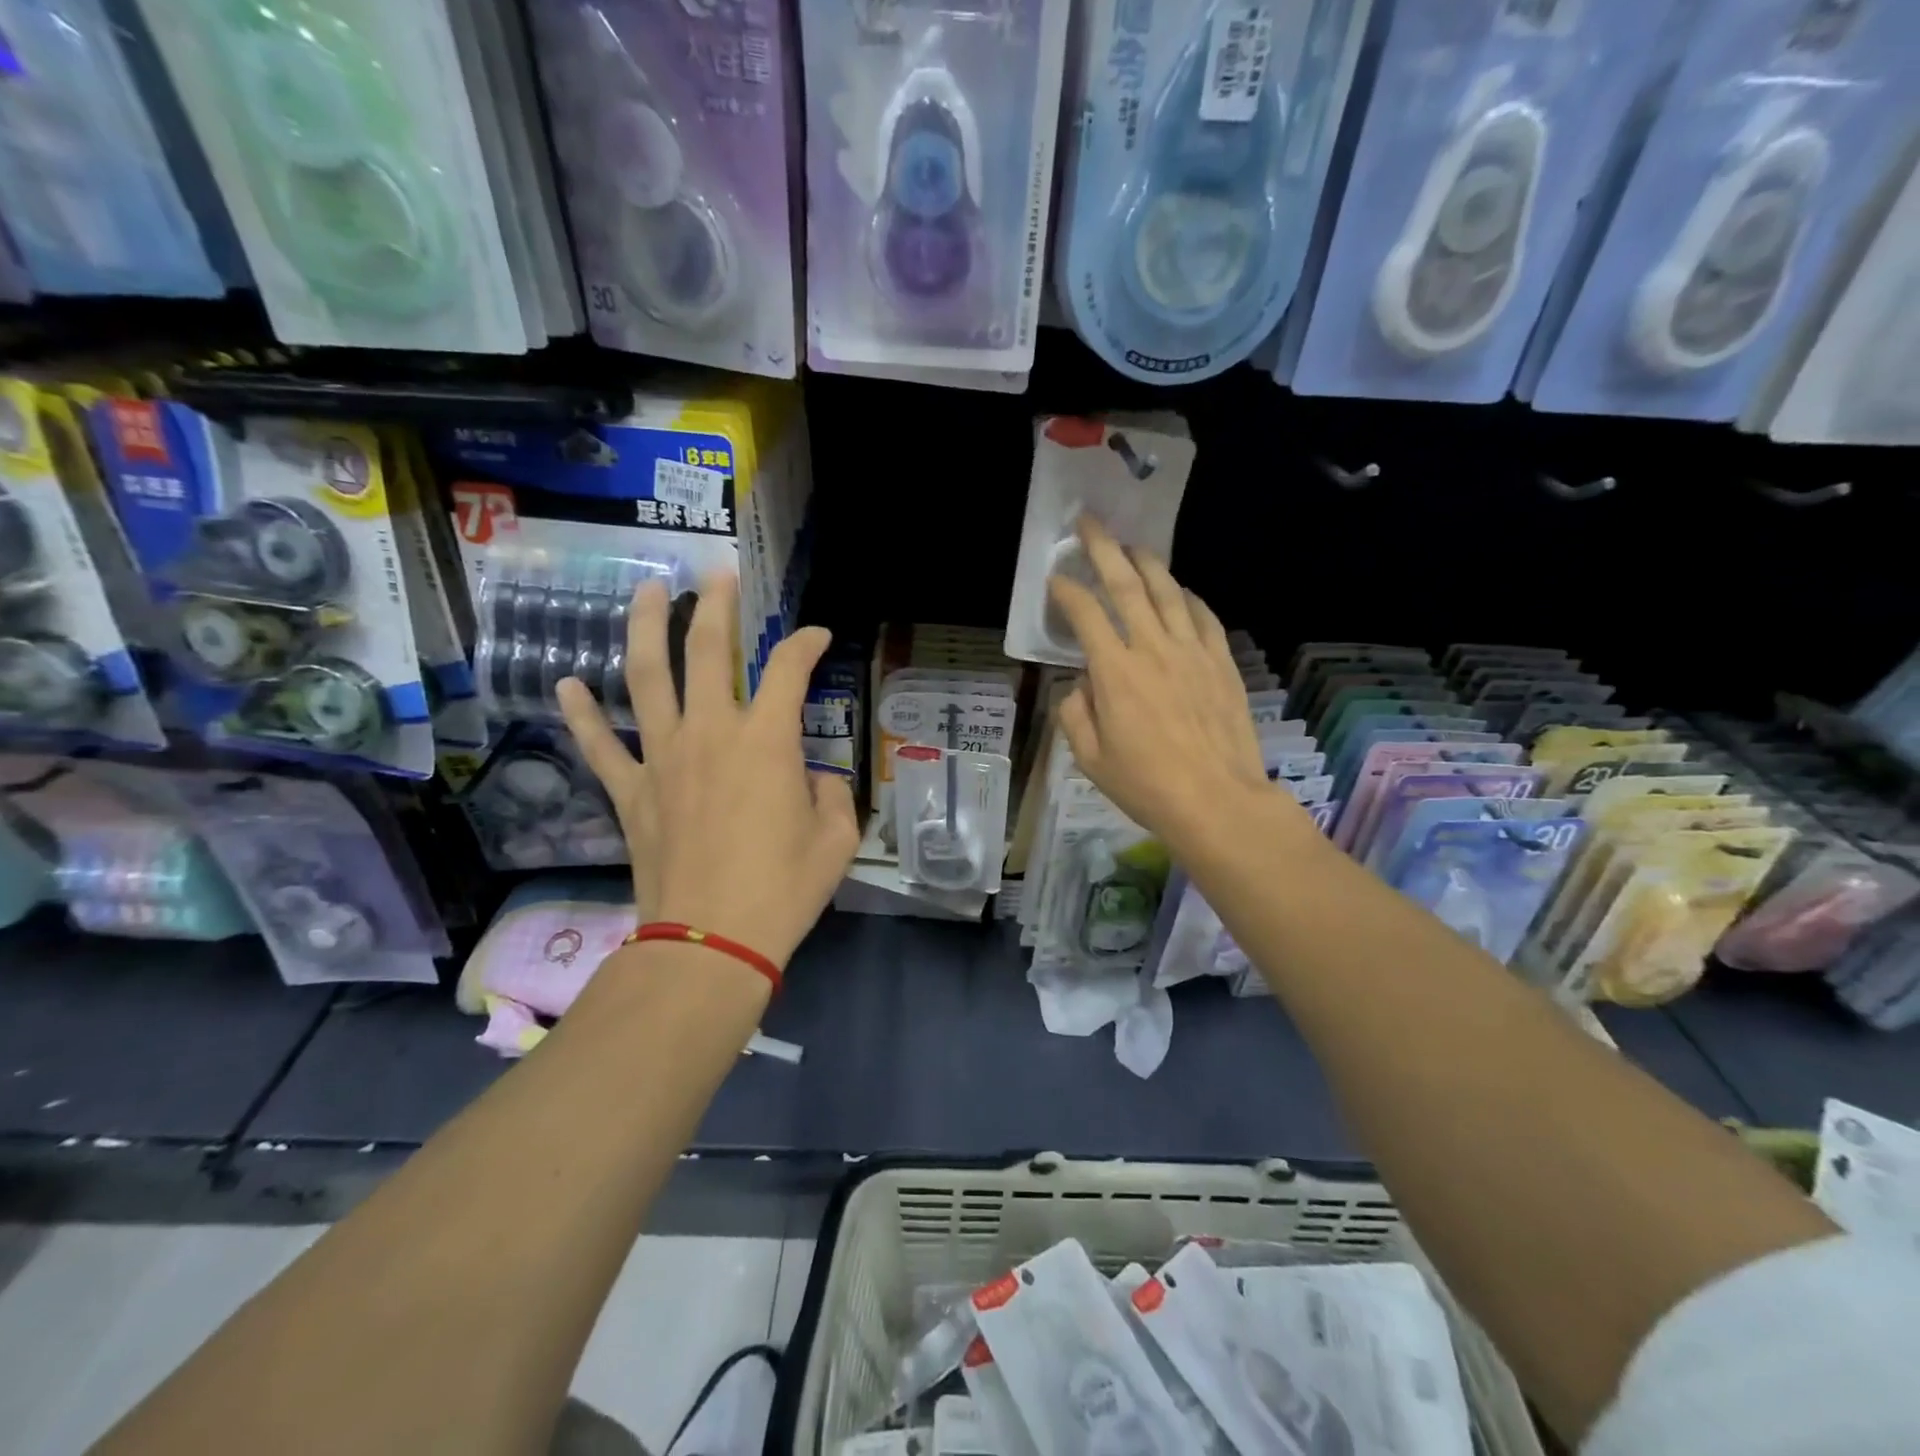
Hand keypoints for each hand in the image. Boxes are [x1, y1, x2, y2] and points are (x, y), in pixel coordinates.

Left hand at [557, 573, 858, 969]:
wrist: (711, 942)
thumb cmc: (783, 890)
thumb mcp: (836, 839)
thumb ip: (830, 795)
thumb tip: (812, 780)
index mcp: (766, 741)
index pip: (788, 669)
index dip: (806, 643)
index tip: (817, 635)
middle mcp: (710, 733)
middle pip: (707, 650)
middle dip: (716, 605)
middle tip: (718, 574)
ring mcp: (662, 758)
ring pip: (647, 677)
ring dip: (645, 628)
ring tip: (646, 591)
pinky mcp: (630, 791)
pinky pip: (600, 744)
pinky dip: (583, 714)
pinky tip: (568, 684)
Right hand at [1047, 517, 1299, 857]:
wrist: (1217, 801)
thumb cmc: (1147, 786)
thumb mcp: (1091, 760)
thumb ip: (1075, 715)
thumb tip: (1080, 686)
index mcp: (1115, 672)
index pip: (1085, 616)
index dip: (1067, 592)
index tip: (1055, 579)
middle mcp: (1153, 649)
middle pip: (1126, 586)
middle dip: (1104, 549)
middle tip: (1090, 522)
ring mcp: (1193, 652)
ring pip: (1168, 592)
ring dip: (1148, 563)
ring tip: (1134, 546)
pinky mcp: (1222, 663)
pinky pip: (1204, 617)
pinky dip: (1189, 598)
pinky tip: (1181, 591)